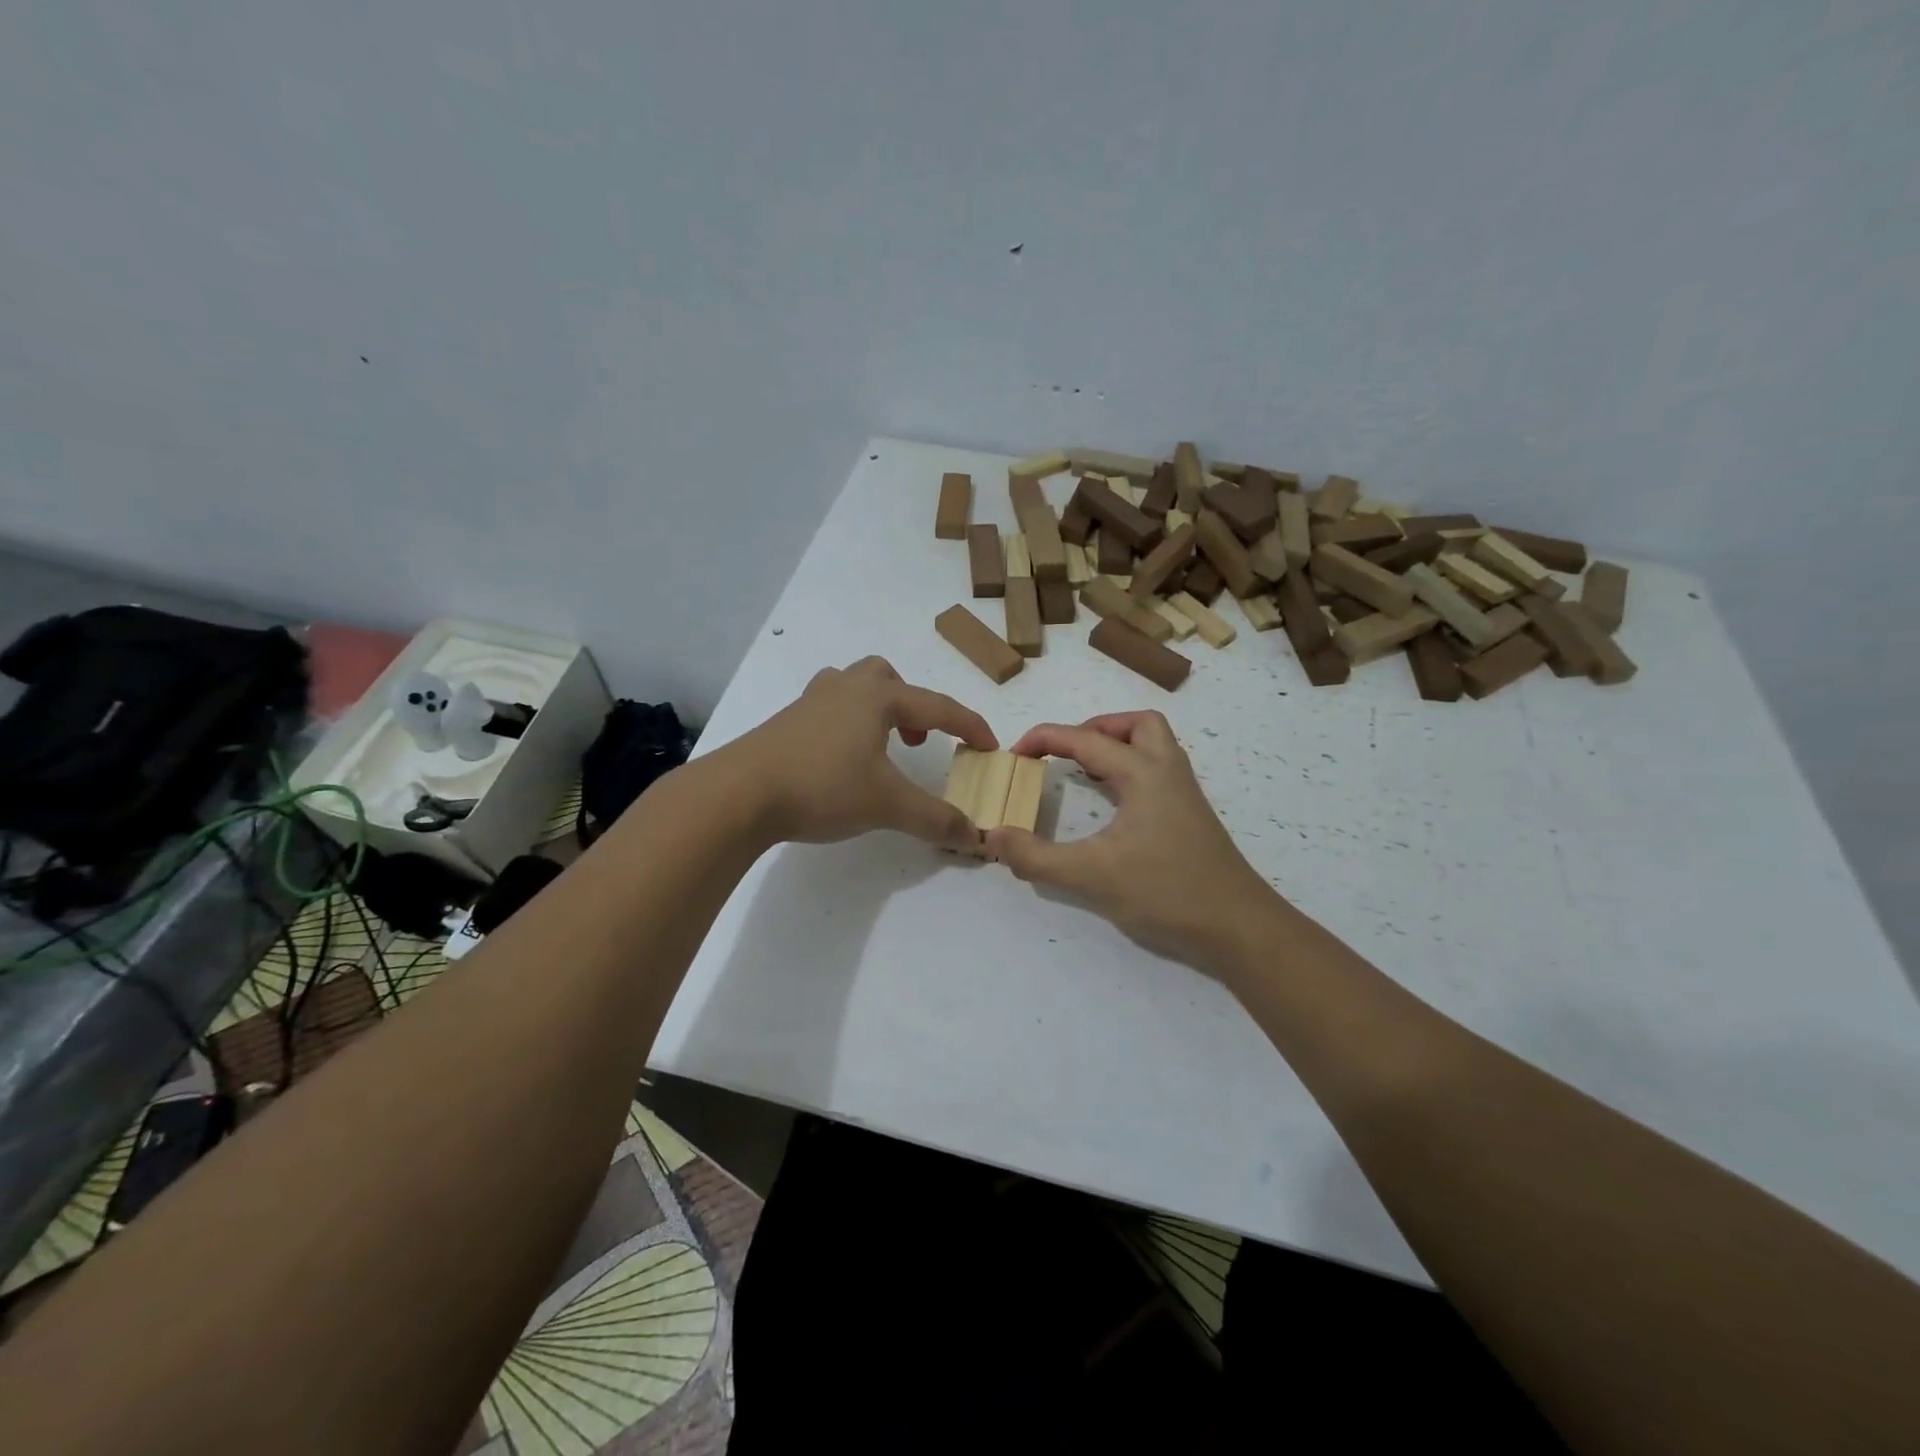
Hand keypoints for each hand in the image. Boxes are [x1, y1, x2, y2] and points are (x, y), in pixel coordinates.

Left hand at [723, 657, 996, 850]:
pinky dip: (846, 726)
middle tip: (918, 741)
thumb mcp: (887, 806)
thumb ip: (936, 819)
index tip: (990, 746)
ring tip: (881, 747)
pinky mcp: (784, 724)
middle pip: (887, 678)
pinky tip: (840, 762)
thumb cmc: (822, 787)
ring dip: (876, 710)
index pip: (938, 706)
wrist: (739, 794)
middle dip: (912, 705)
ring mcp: (809, 703)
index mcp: (877, 698)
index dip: (969, 726)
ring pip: (852, 687)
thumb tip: (976, 837)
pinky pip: (827, 709)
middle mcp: (844, 689)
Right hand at [984, 711, 1280, 970]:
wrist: (1239, 927)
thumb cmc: (1168, 892)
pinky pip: (1157, 773)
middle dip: (1095, 729)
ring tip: (1084, 773)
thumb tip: (994, 837)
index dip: (1046, 739)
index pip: (1086, 738)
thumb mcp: (1092, 876)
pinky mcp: (1191, 818)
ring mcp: (1184, 795)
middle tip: (1065, 755)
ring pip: (1153, 746)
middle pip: (1137, 725)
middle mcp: (1168, 772)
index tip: (1014, 753)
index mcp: (1144, 773)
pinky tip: (1112, 807)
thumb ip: (1037, 858)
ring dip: (1117, 747)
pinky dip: (1130, 772)